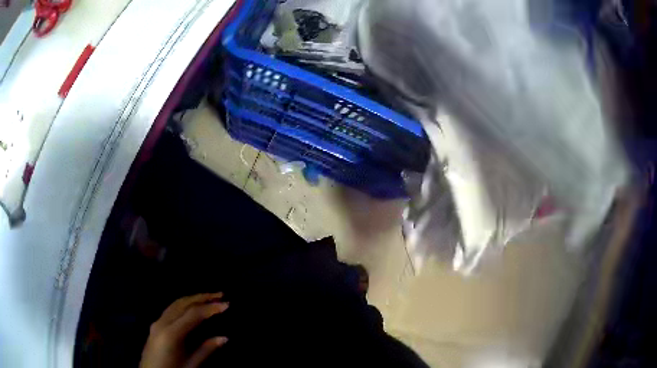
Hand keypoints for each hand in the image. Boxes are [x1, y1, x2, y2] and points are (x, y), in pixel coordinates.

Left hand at [140, 293, 228, 367]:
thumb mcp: (191, 365)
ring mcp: (156, 322)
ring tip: (209, 296)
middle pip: (183, 303)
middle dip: (202, 297)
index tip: (227, 304)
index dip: (210, 308)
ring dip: (192, 298)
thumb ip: (206, 350)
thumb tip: (224, 337)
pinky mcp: (155, 325)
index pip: (193, 314)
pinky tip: (191, 306)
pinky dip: (183, 304)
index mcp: (171, 333)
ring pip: (175, 303)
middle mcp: (162, 323)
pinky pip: (170, 309)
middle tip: (220, 294)